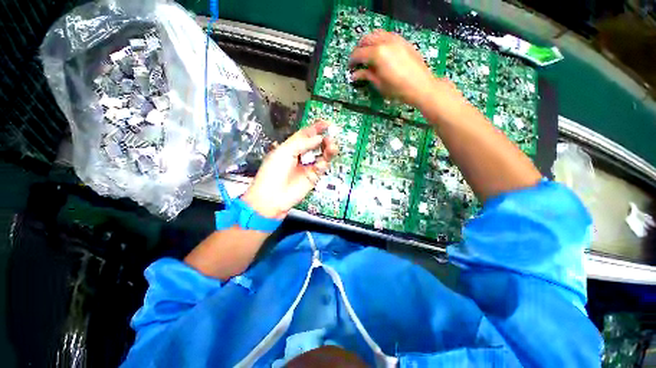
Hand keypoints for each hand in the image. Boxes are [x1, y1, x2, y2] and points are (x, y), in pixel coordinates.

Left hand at [241, 120, 338, 218]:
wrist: (272, 197)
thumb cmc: (273, 173)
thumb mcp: (284, 152)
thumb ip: (302, 144)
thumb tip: (319, 138)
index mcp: (290, 147)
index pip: (305, 134)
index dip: (315, 128)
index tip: (326, 123)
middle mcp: (300, 155)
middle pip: (315, 144)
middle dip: (324, 139)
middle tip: (331, 136)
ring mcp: (307, 166)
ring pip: (321, 155)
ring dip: (327, 149)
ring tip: (332, 145)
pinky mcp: (312, 177)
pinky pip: (321, 167)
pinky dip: (324, 162)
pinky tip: (324, 159)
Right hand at [350, 30, 452, 106]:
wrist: (421, 86)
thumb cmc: (398, 89)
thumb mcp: (379, 84)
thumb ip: (366, 76)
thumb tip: (355, 74)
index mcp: (377, 54)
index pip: (359, 53)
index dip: (352, 61)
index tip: (350, 67)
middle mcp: (385, 42)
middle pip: (366, 39)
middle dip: (359, 49)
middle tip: (357, 61)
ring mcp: (395, 39)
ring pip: (376, 34)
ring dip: (369, 42)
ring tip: (367, 55)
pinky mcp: (402, 41)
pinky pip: (387, 35)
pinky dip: (380, 40)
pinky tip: (380, 51)